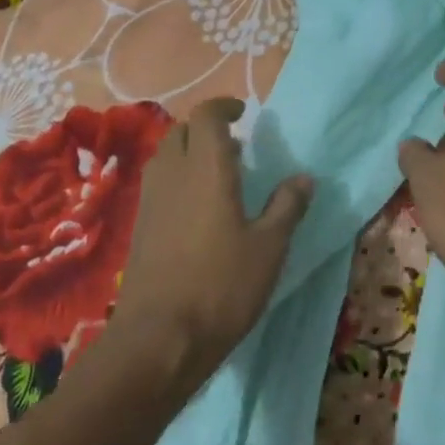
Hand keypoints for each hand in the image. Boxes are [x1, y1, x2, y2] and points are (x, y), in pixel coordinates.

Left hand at [115, 98, 312, 391]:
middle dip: (206, 129)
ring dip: (190, 154)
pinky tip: (199, 211)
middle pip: (181, 132)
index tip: (243, 112)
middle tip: (235, 147)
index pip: (207, 117)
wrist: (160, 338)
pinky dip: (178, 180)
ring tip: (220, 177)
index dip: (223, 107)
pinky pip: (159, 185)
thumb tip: (303, 178)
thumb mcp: (269, 248)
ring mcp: (150, 202)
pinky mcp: (140, 227)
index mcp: (207, 169)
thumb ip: (287, 207)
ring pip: (166, 158)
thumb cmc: (222, 286)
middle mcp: (172, 175)